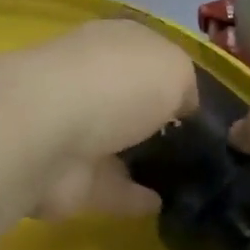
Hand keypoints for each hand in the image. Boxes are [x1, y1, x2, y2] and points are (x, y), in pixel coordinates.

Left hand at [19, 21, 200, 220]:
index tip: (201, 103)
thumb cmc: (118, 83)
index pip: (146, 53)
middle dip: (155, 116)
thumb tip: (183, 107)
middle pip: (129, 98)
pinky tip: (165, 206)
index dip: (172, 75)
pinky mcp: (66, 176)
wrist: (48, 133)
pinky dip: (132, 196)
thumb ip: (185, 86)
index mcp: (113, 43)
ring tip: (187, 179)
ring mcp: (74, 128)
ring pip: (116, 143)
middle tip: (198, 145)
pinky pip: (109, 186)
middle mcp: (90, 79)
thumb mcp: (175, 68)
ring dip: (142, 158)